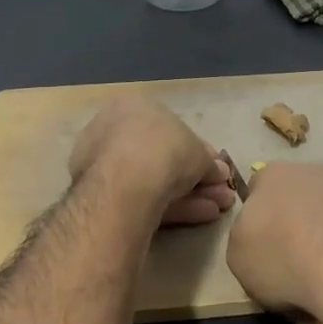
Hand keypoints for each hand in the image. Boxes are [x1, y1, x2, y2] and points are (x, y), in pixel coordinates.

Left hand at [69, 96, 235, 225]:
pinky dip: (172, 206)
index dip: (199, 151)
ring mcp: (103, 164)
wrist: (127, 181)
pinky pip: (142, 197)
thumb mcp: (199, 153)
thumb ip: (209, 163)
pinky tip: (199, 216)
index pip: (171, 130)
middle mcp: (114, 130)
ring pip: (153, 180)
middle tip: (221, 193)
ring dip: (190, 195)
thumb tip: (220, 172)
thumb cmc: (165, 149)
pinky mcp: (101, 195)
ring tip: (218, 209)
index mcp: (133, 107)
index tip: (216, 170)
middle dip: (196, 178)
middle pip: (162, 158)